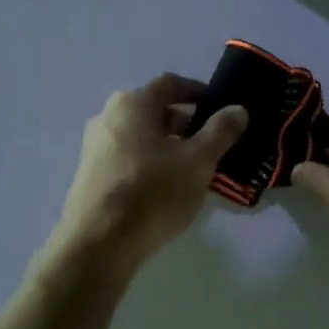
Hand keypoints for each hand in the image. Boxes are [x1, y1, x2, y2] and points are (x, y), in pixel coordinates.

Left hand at [48, 74, 248, 277]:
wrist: (99, 244)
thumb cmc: (153, 192)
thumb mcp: (198, 161)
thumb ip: (220, 132)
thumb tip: (238, 109)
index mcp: (132, 103)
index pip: (171, 84)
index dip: (198, 92)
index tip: (220, 109)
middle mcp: (107, 117)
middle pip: (154, 111)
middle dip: (185, 124)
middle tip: (212, 145)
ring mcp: (94, 148)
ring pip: (140, 138)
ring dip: (168, 147)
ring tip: (193, 171)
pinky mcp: (90, 176)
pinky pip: (127, 159)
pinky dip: (150, 165)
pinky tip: (166, 190)